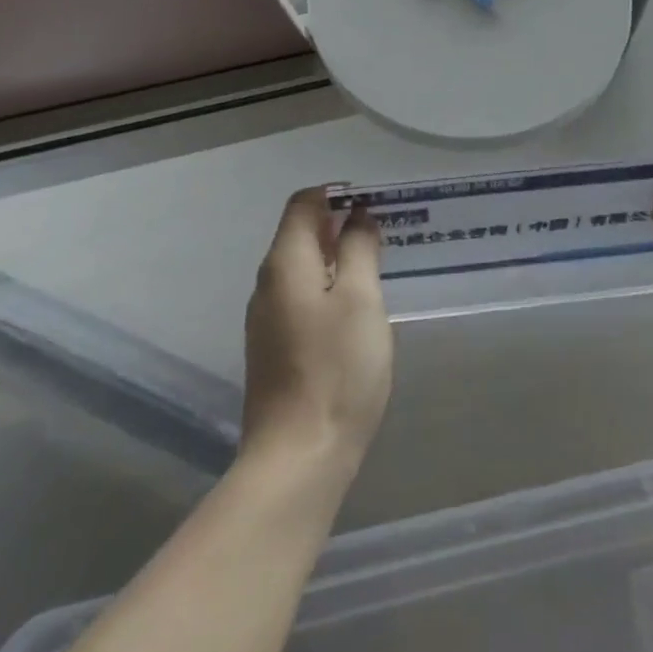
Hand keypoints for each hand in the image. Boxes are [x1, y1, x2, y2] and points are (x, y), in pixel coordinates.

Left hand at [241, 189, 392, 475]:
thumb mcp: (361, 300)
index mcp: (285, 263)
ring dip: (337, 256)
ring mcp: (267, 319)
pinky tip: (357, 308)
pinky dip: (329, 286)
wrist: (298, 458)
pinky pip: (302, 297)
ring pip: (303, 267)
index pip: (303, 203)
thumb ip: (360, 249)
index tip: (376, 203)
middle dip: (341, 224)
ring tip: (377, 265)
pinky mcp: (274, 348)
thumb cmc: (336, 370)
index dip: (338, 194)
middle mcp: (268, 283)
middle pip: (300, 233)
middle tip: (385, 232)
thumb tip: (359, 217)